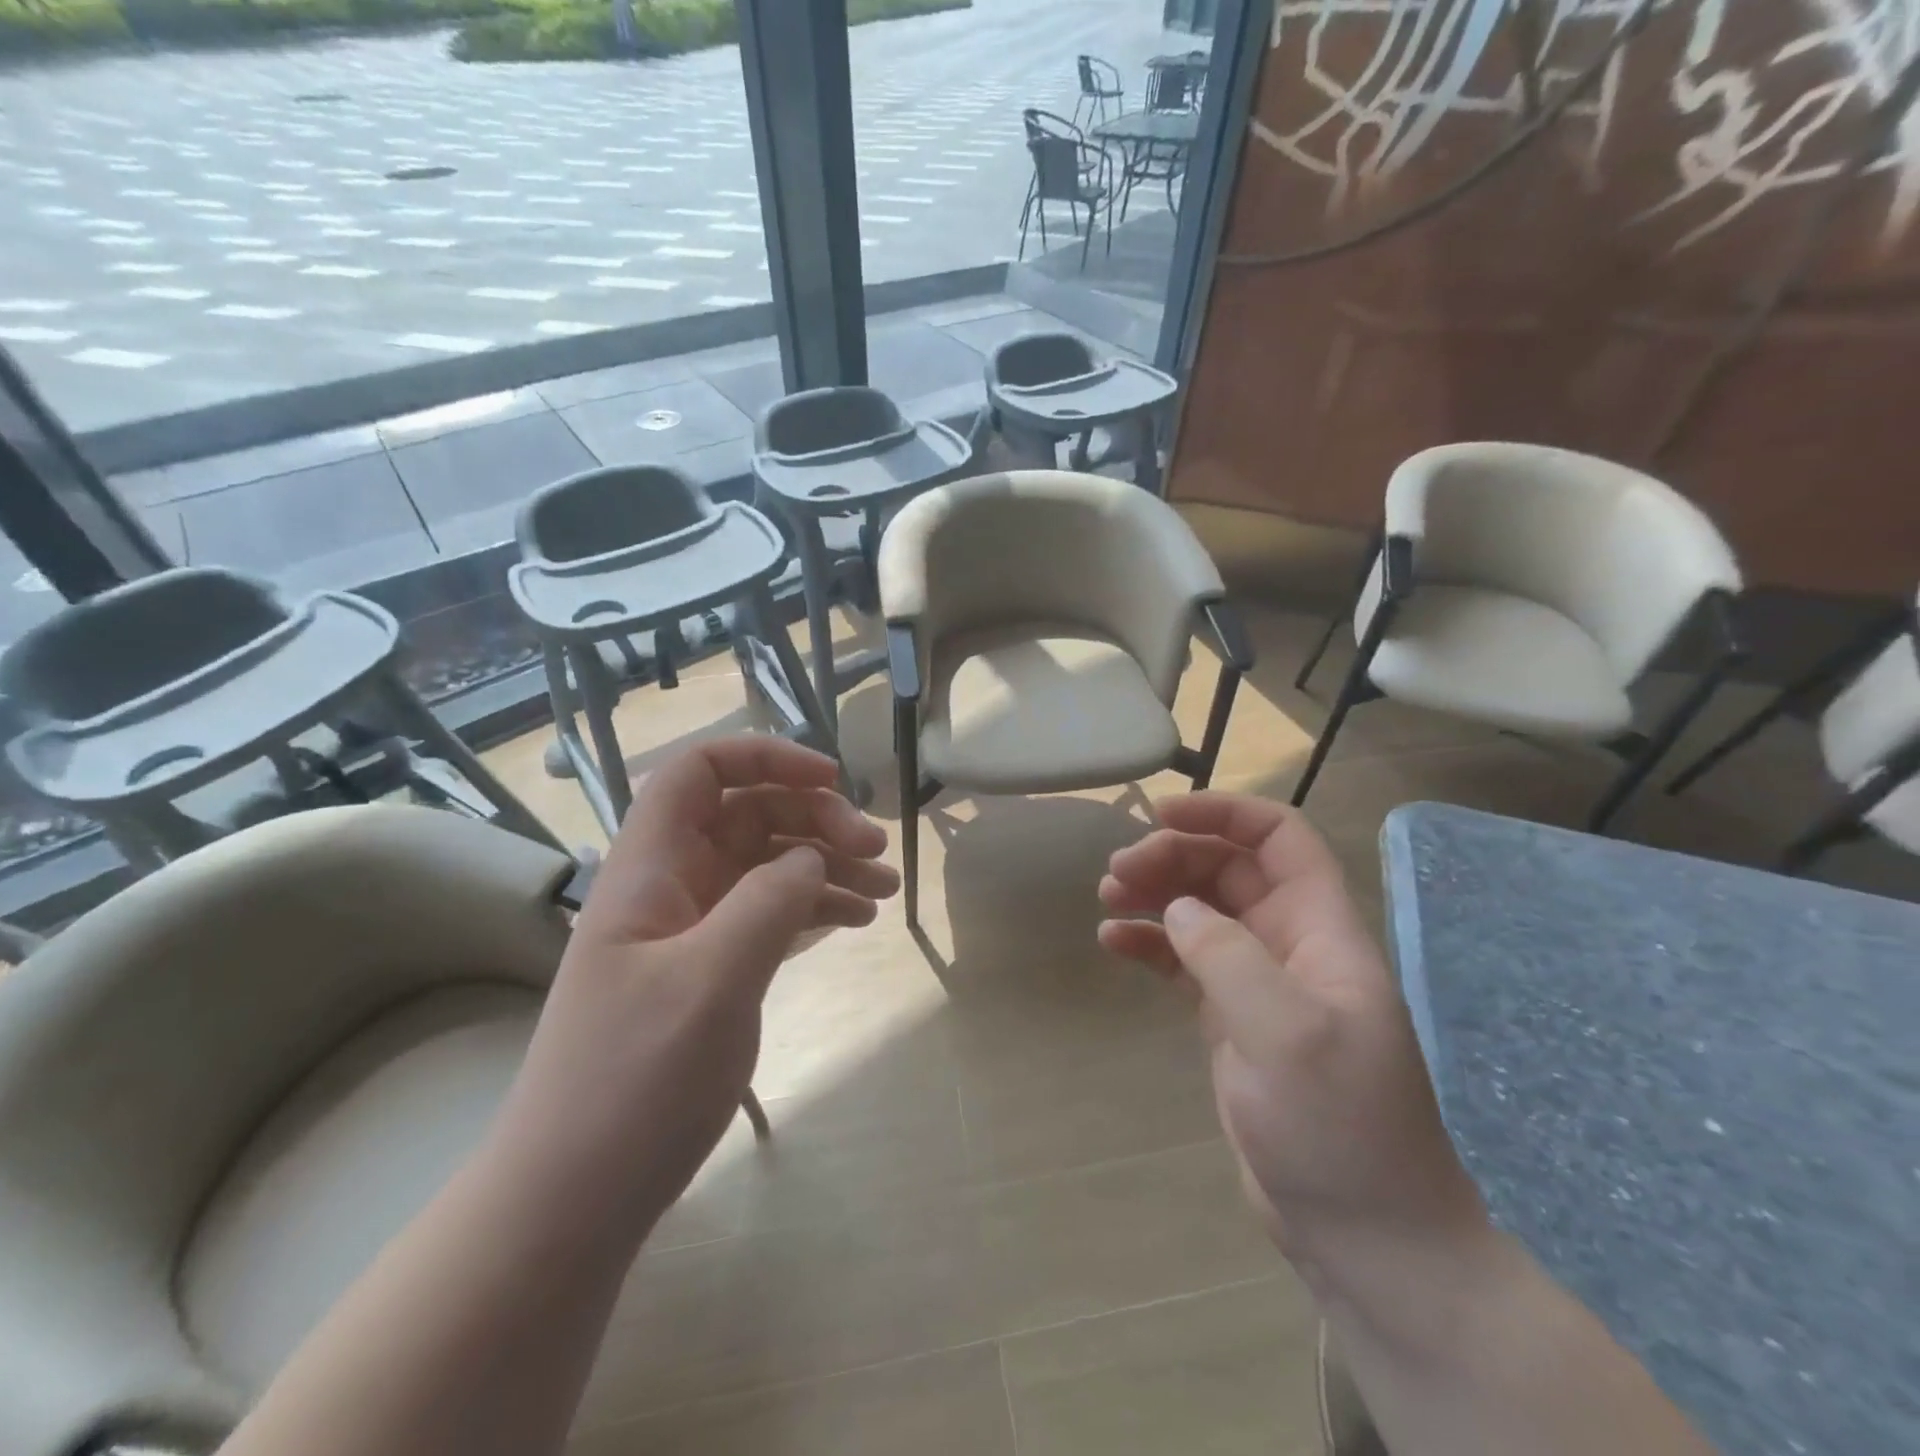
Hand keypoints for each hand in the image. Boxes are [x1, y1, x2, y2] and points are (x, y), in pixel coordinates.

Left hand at [491, 737, 897, 1239]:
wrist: (575, 1198)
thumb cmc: (633, 1083)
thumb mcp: (710, 982)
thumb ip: (768, 902)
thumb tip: (811, 856)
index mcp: (649, 868)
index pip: (698, 771)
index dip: (764, 756)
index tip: (831, 779)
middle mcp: (670, 885)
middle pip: (748, 813)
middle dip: (815, 817)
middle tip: (874, 851)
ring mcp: (691, 929)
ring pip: (766, 864)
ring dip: (826, 863)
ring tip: (885, 890)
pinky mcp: (711, 970)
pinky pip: (770, 913)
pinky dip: (814, 906)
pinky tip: (856, 920)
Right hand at [1098, 793, 1485, 1275]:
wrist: (1365, 1235)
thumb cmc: (1340, 1127)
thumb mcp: (1286, 1033)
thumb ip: (1228, 956)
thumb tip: (1177, 908)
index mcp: (1320, 931)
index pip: (1280, 839)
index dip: (1224, 812)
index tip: (1160, 815)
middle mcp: (1289, 945)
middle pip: (1228, 869)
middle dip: (1172, 856)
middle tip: (1116, 873)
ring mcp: (1258, 983)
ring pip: (1200, 910)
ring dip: (1154, 894)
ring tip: (1106, 898)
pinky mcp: (1230, 1020)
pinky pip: (1183, 961)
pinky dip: (1148, 943)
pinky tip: (1112, 942)